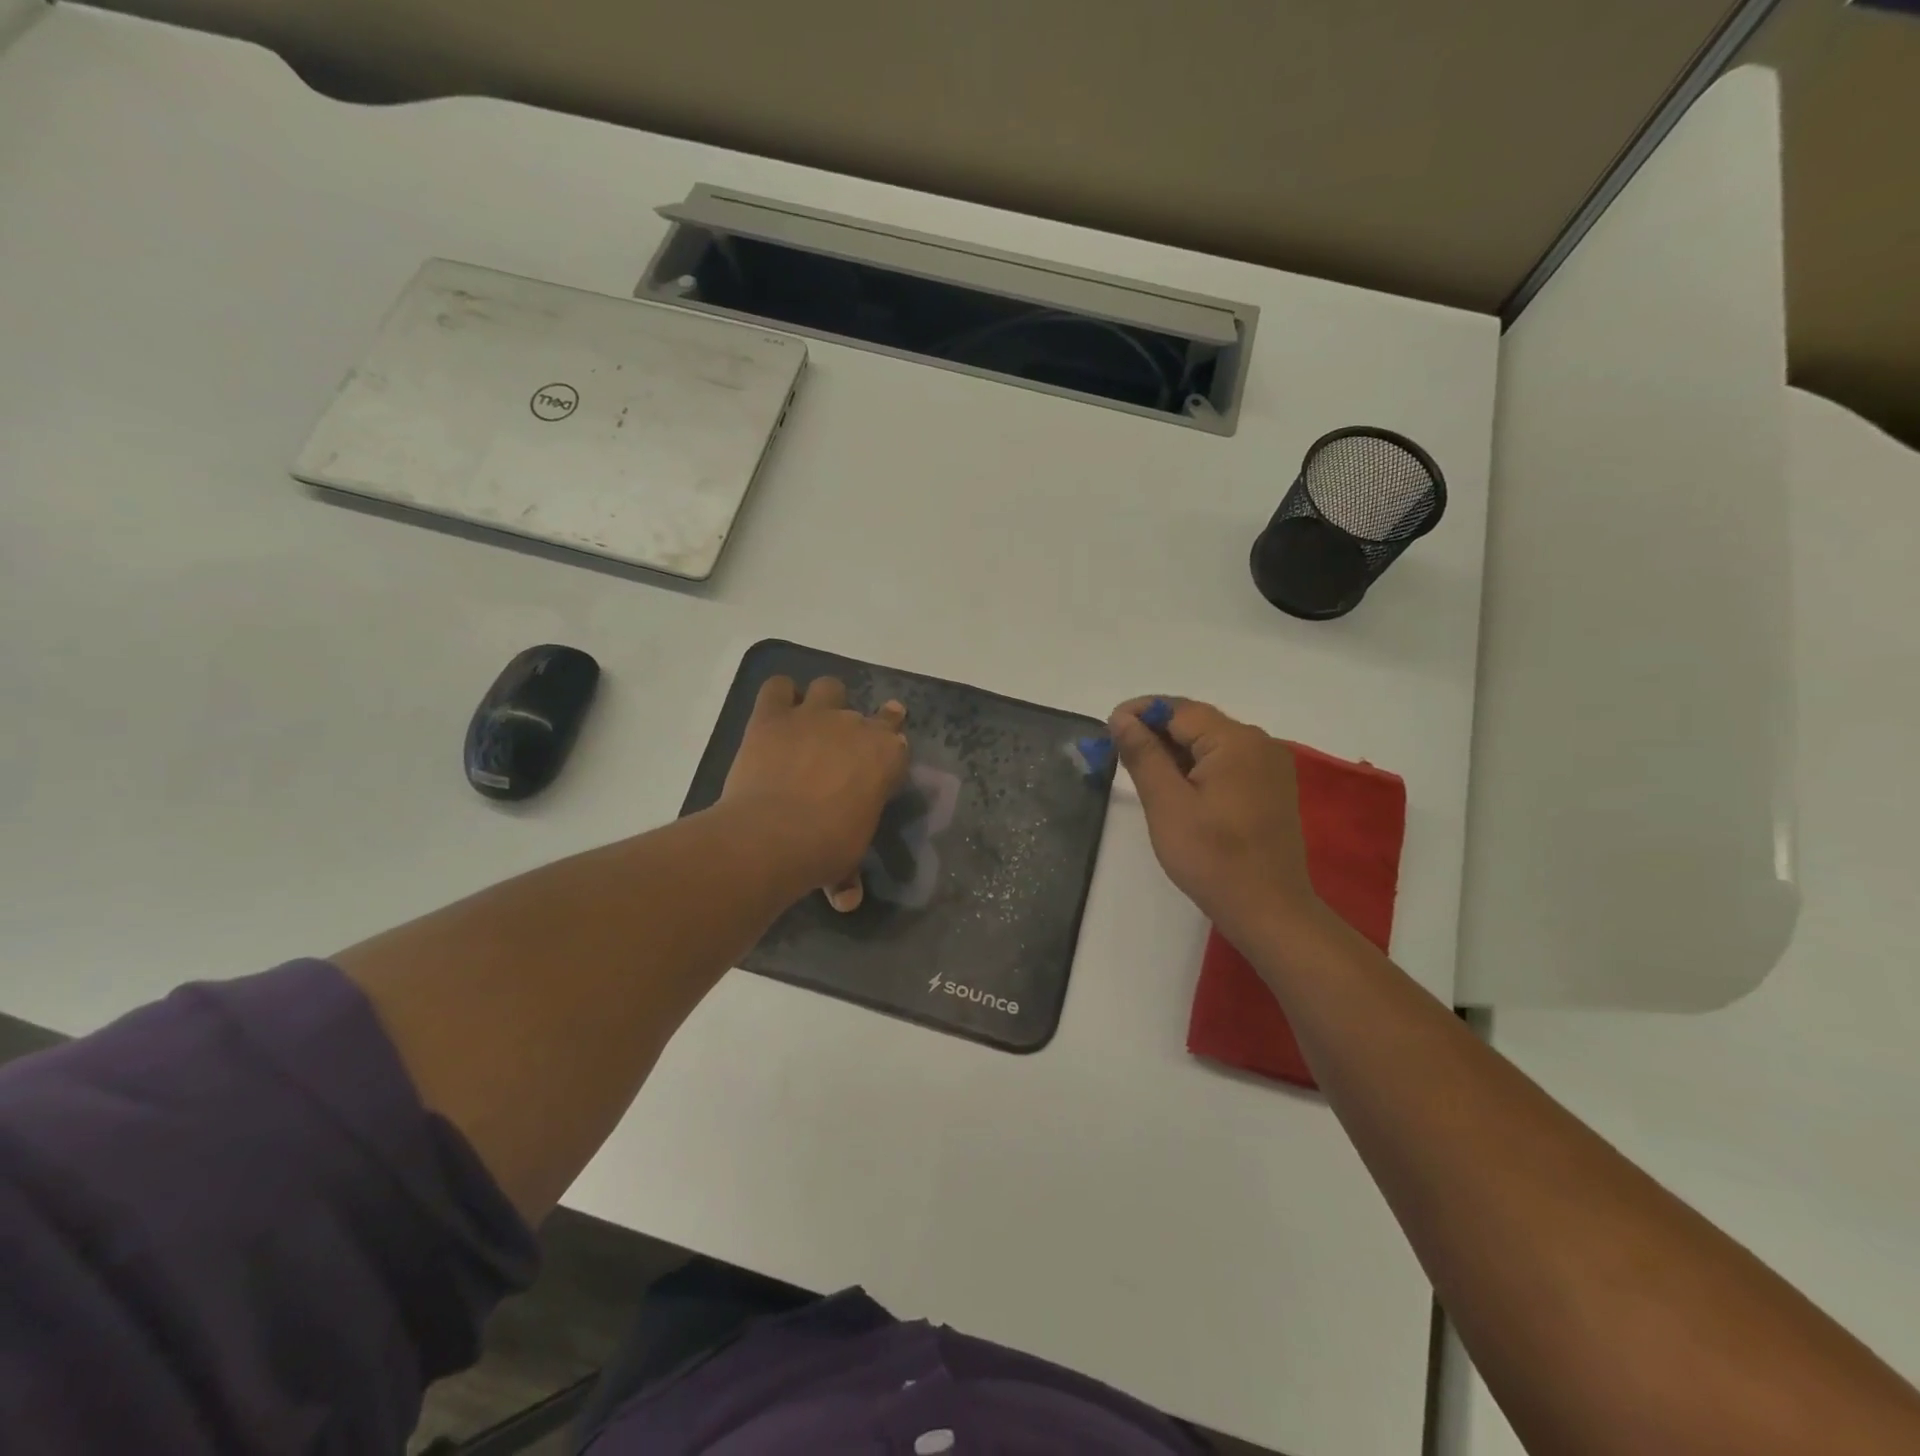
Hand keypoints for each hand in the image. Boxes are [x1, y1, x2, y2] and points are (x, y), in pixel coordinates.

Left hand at [721, 676, 909, 911]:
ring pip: (829, 687)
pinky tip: (776, 712)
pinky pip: (778, 687)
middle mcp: (856, 727)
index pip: (898, 742)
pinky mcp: (772, 716)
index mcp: (886, 758)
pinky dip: (779, 696)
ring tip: (811, 723)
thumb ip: (848, 875)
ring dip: (824, 701)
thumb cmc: (825, 849)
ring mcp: (813, 716)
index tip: (881, 762)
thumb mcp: (846, 863)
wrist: (773, 835)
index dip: (889, 750)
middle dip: (860, 729)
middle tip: (843, 751)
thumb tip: (846, 901)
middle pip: (870, 714)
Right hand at [1109, 697, 1324, 938]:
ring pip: (1211, 744)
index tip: (1107, 729)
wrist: (1268, 910)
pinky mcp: (1270, 788)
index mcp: (1236, 741)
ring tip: (1139, 770)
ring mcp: (1270, 767)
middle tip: (1116, 751)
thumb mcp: (1167, 804)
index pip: (1180, 710)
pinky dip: (1196, 767)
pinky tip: (1174, 787)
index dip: (1140, 713)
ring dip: (1174, 751)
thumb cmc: (1212, 858)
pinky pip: (1226, 763)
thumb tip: (1121, 718)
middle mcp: (1259, 743)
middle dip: (1155, 732)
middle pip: (1197, 723)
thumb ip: (1143, 755)